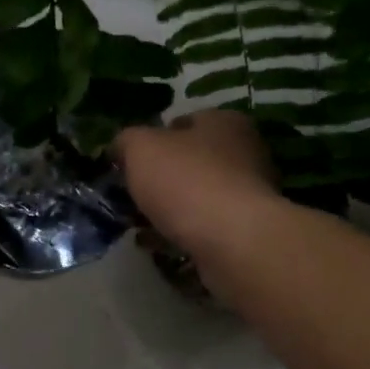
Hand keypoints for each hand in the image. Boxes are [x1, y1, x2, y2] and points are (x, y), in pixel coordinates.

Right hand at [114, 109, 281, 261]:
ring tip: (139, 226)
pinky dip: (181, 235)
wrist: (233, 241)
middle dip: (161, 179)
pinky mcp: (246, 231)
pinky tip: (159, 246)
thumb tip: (120, 147)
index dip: (153, 140)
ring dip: (169, 210)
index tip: (129, 163)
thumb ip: (126, 142)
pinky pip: (205, 228)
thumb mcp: (141, 148)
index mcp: (224, 122)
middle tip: (132, 196)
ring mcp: (249, 195)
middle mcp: (244, 153)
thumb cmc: (187, 181)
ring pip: (197, 198)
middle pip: (191, 162)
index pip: (184, 122)